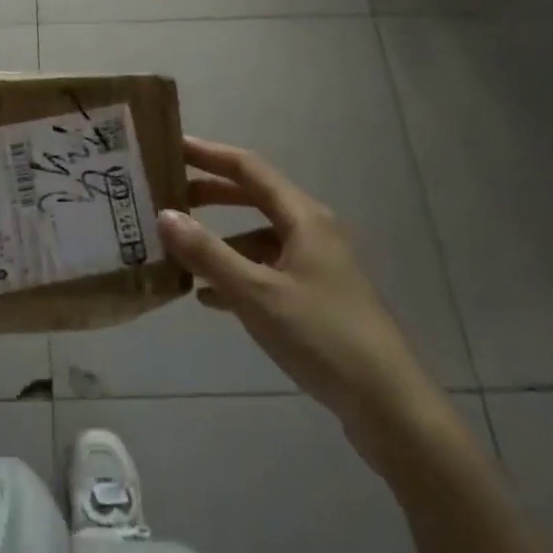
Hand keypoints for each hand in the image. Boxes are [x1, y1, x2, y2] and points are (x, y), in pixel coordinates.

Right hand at [158, 137, 438, 454]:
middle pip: (254, 198)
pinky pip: (268, 271)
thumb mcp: (256, 294)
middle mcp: (312, 231)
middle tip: (167, 195)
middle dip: (210, 195)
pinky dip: (237, 275)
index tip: (170, 147)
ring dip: (221, 240)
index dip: (208, 154)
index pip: (248, 168)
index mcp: (304, 218)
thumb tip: (164, 215)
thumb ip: (208, 253)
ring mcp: (317, 265)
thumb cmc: (322, 337)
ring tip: (180, 250)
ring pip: (259, 238)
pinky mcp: (317, 297)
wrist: (389, 406)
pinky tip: (209, 297)